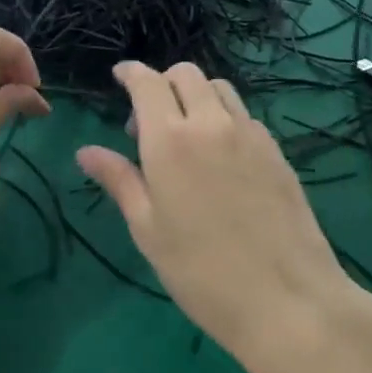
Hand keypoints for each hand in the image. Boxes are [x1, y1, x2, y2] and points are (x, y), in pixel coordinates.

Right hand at [77, 61, 371, 372]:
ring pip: (219, 89)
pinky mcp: (277, 152)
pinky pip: (244, 116)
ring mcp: (250, 135)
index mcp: (170, 140)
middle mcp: (211, 124)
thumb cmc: (200, 271)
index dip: (131, 73)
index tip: (120, 78)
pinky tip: (219, 158)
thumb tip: (85, 152)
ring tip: (185, 137)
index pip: (148, 83)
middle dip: (162, 83)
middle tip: (148, 124)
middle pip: (186, 74)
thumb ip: (119, 181)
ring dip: (195, 96)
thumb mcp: (147, 229)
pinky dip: (223, 118)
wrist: (286, 299)